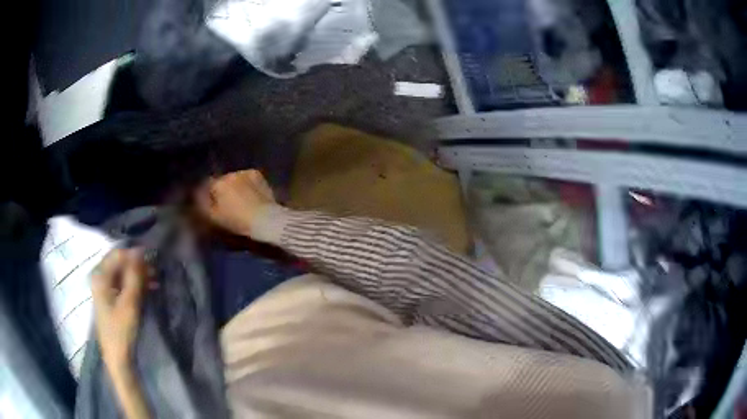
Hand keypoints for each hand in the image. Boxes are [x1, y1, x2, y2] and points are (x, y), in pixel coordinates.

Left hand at [92, 248, 149, 366]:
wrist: (118, 358)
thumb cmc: (121, 330)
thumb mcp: (130, 303)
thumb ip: (134, 276)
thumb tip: (141, 251)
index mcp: (100, 276)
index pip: (118, 254)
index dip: (135, 255)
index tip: (153, 260)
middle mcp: (100, 278)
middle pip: (120, 262)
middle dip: (138, 265)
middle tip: (156, 271)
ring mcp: (105, 288)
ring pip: (123, 273)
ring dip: (139, 275)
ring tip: (156, 280)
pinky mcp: (111, 298)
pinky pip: (124, 283)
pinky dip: (136, 284)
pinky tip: (149, 288)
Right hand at [196, 169, 276, 236]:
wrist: (265, 218)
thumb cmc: (237, 221)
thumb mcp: (214, 217)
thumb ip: (202, 204)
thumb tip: (197, 195)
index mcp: (218, 183)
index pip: (207, 184)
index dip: (208, 194)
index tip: (211, 204)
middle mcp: (230, 174)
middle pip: (222, 180)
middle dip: (222, 189)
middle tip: (228, 203)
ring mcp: (245, 172)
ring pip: (235, 178)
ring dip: (235, 185)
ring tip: (241, 199)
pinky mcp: (258, 174)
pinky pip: (247, 178)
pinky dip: (247, 184)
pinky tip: (251, 195)